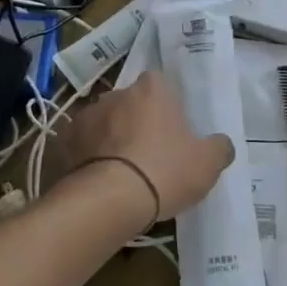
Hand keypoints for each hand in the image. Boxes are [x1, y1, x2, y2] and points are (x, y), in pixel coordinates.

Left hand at [53, 72, 234, 221]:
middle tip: (149, 156)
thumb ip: (219, 148)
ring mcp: (87, 114)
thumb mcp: (207, 164)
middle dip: (137, 123)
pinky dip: (87, 156)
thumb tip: (222, 144)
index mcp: (152, 88)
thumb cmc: (164, 171)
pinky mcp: (64, 139)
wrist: (109, 200)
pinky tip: (97, 180)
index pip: (161, 86)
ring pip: (105, 123)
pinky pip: (81, 144)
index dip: (167, 109)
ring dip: (111, 139)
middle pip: (131, 103)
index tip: (172, 133)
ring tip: (121, 173)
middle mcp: (117, 92)